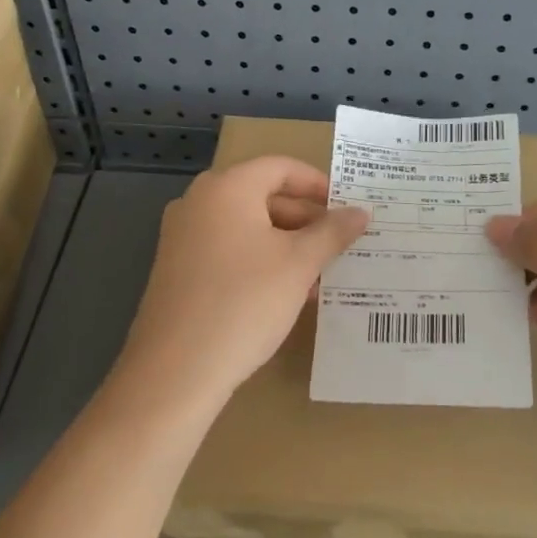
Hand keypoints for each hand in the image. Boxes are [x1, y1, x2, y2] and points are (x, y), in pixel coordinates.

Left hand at [115, 157, 369, 414]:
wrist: (176, 370)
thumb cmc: (244, 302)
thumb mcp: (299, 265)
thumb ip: (332, 232)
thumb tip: (361, 212)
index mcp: (227, 188)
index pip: (281, 167)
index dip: (318, 184)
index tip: (347, 210)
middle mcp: (199, 202)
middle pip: (262, 195)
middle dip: (305, 219)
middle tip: (340, 245)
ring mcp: (183, 236)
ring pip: (247, 226)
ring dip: (286, 244)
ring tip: (321, 274)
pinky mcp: (178, 269)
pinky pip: (228, 250)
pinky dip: (260, 261)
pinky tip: (286, 293)